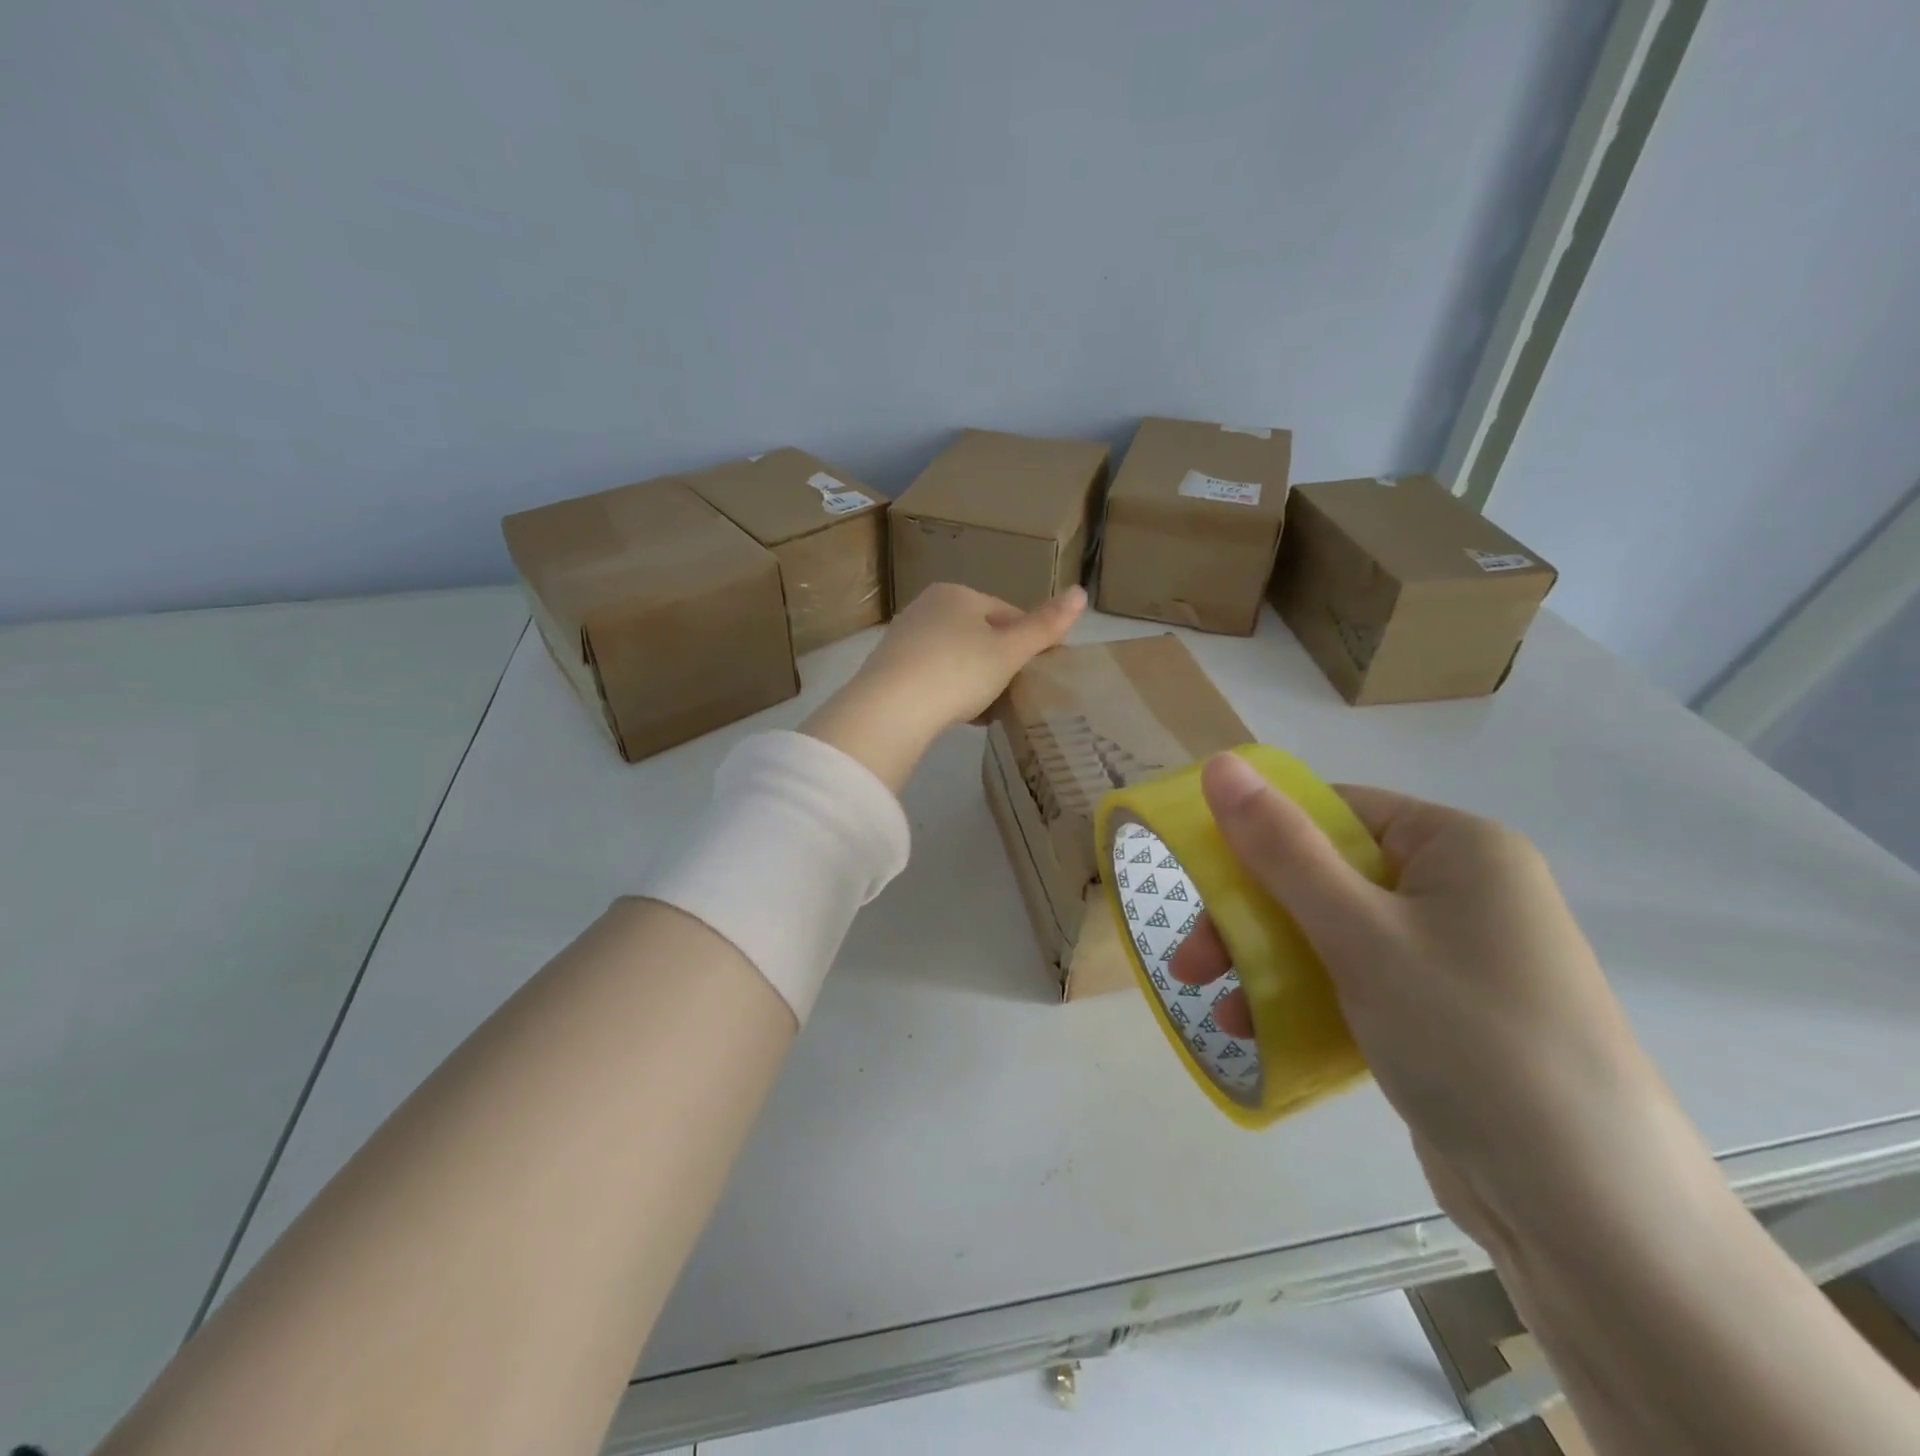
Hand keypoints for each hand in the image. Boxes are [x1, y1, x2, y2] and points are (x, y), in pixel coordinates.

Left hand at [800, 583, 1086, 792]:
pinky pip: (932, 675)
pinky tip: (958, 715)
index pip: (1007, 613)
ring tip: (988, 710)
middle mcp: (927, 606)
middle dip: (999, 664)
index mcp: (957, 593)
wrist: (892, 708)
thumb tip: (1082, 592)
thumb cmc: (959, 671)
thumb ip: (1045, 625)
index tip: (1038, 674)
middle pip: (979, 636)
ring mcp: (904, 637)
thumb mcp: (1010, 651)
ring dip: (975, 681)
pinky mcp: (888, 668)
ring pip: (955, 657)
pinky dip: (949, 691)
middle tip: (1014, 695)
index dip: (1028, 643)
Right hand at [1169, 753, 1690, 1257]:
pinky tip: (1259, 1031)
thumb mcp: (1359, 933)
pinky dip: (1303, 998)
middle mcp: (1459, 890)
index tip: (1199, 876)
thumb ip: (1281, 848)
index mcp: (1457, 847)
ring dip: (1265, 961)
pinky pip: (1352, 980)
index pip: (1334, 809)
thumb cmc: (1470, 1038)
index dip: (1259, 834)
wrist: (1590, 1214)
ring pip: (1328, 932)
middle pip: (1323, 874)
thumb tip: (1219, 762)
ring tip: (1218, 1006)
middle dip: (1249, 916)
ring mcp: (1451, 954)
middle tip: (1192, 960)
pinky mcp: (1439, 1012)